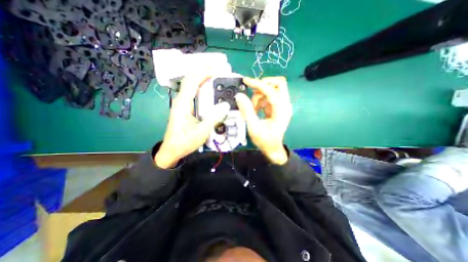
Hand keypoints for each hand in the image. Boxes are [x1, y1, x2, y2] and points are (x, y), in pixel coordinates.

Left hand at [155, 74, 229, 169]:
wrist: (172, 150)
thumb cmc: (185, 142)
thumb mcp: (202, 132)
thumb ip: (214, 118)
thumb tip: (225, 105)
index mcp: (183, 104)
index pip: (192, 82)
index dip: (204, 73)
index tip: (217, 71)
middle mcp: (181, 100)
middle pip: (190, 79)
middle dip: (202, 72)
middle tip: (217, 70)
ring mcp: (182, 104)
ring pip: (190, 85)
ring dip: (201, 78)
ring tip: (214, 76)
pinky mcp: (184, 108)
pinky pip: (192, 93)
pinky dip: (200, 87)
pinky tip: (209, 89)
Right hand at [236, 77, 290, 164]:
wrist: (272, 148)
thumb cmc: (265, 140)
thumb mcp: (254, 127)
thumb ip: (247, 111)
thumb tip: (239, 96)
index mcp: (282, 110)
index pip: (272, 91)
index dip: (258, 84)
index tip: (246, 81)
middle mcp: (285, 105)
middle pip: (278, 84)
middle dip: (263, 86)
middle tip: (252, 94)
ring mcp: (282, 105)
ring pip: (272, 90)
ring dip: (260, 96)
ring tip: (253, 109)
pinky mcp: (277, 107)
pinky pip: (269, 97)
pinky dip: (260, 100)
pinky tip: (256, 110)